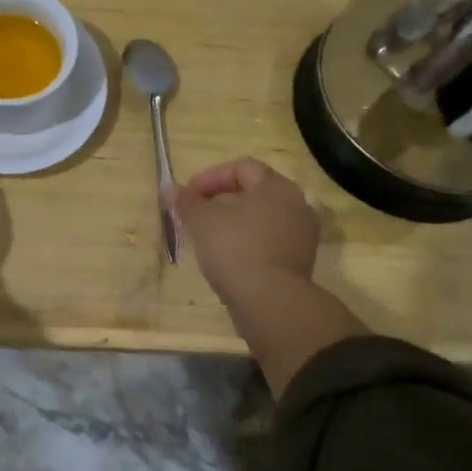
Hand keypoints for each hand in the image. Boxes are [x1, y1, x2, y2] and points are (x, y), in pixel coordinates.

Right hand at [171, 157, 366, 395]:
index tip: (188, 196)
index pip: (241, 167)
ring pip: (260, 217)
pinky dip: (247, 242)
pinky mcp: (299, 261)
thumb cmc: (235, 249)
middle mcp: (295, 204)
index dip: (210, 177)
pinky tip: (227, 257)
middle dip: (220, 200)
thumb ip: (186, 201)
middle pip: (252, 192)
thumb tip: (170, 188)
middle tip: (196, 215)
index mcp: (276, 186)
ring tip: (208, 237)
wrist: (271, 303)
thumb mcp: (201, 221)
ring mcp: (301, 234)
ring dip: (233, 222)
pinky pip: (269, 240)